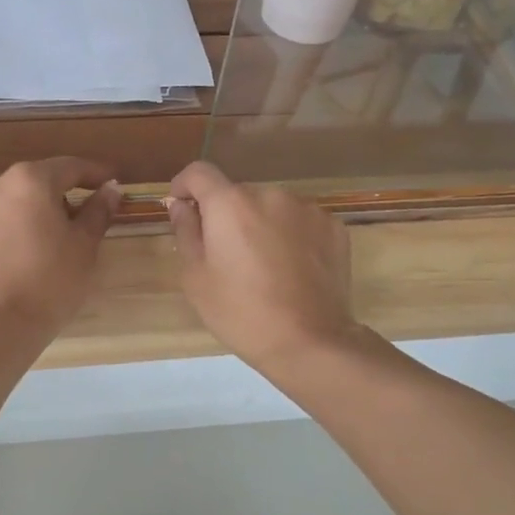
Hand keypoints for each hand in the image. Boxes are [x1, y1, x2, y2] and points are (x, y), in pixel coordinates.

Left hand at [0, 158, 121, 337]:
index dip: (94, 174)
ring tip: (36, 249)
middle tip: (74, 225)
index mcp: (29, 181)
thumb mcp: (84, 247)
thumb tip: (110, 188)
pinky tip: (8, 264)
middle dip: (54, 199)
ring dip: (22, 218)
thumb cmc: (50, 283)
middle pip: (32, 185)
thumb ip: (98, 211)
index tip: (110, 182)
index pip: (69, 167)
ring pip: (3, 207)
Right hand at [168, 161, 357, 372]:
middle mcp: (269, 194)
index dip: (184, 185)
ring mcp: (307, 208)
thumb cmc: (240, 312)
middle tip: (225, 255)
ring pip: (271, 207)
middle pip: (237, 194)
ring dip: (260, 224)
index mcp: (230, 204)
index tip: (182, 207)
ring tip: (263, 265)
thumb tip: (181, 205)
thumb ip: (186, 232)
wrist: (309, 341)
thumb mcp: (196, 277)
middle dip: (226, 215)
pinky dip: (290, 235)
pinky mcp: (333, 226)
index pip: (199, 173)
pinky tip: (292, 269)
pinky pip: (300, 221)